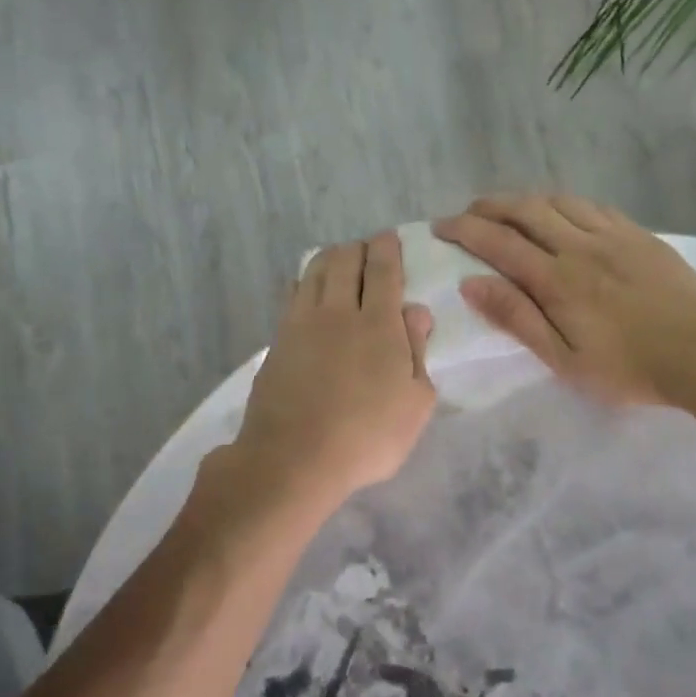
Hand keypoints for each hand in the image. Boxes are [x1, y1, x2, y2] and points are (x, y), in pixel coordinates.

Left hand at [231, 231, 437, 510]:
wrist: (294, 458)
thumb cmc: (368, 437)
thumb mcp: (415, 403)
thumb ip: (418, 352)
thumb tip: (416, 311)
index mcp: (379, 325)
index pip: (383, 272)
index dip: (387, 250)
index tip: (389, 238)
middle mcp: (339, 312)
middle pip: (345, 262)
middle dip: (358, 248)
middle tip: (366, 250)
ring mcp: (302, 324)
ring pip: (314, 272)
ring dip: (329, 259)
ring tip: (339, 261)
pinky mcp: (277, 342)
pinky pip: (293, 296)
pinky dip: (305, 282)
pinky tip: (308, 289)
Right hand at [434, 194, 695, 407]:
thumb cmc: (628, 368)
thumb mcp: (564, 359)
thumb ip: (518, 318)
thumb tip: (472, 284)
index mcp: (557, 280)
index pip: (499, 243)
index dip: (465, 230)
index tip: (441, 225)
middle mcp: (580, 247)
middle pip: (526, 211)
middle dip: (490, 206)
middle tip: (468, 212)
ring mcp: (614, 236)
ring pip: (559, 202)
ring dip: (526, 200)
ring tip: (508, 209)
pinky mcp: (640, 236)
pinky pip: (594, 206)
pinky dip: (566, 203)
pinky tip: (563, 211)